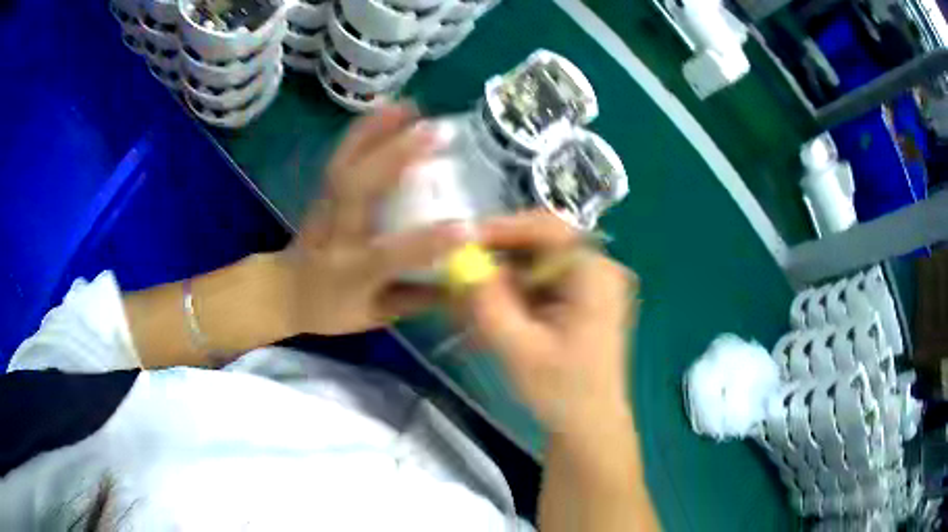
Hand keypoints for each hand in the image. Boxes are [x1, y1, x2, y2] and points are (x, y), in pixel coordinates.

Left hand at [280, 104, 467, 335]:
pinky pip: (341, 154)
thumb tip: (466, 279)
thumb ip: (418, 299)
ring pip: (346, 162)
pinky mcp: (322, 190)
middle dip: (396, 156)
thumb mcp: (376, 316)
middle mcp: (335, 234)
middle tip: (438, 131)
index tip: (468, 228)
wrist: (283, 290)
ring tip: (413, 106)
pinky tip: (387, 108)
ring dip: (379, 130)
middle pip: (358, 190)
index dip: (426, 244)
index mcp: (349, 273)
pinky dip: (363, 128)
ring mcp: (324, 206)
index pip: (389, 256)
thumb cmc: (331, 307)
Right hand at [466, 211, 637, 432]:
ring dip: (500, 279)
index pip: (546, 229)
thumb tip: (460, 258)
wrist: (590, 427)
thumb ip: (486, 301)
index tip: (462, 240)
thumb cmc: (562, 392)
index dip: (502, 228)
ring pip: (535, 265)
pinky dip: (512, 294)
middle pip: (539, 245)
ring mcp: (591, 285)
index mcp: (595, 273)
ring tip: (468, 298)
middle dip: (496, 258)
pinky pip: (540, 284)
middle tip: (458, 272)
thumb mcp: (517, 347)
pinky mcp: (580, 301)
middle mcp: (598, 270)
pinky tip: (490, 313)